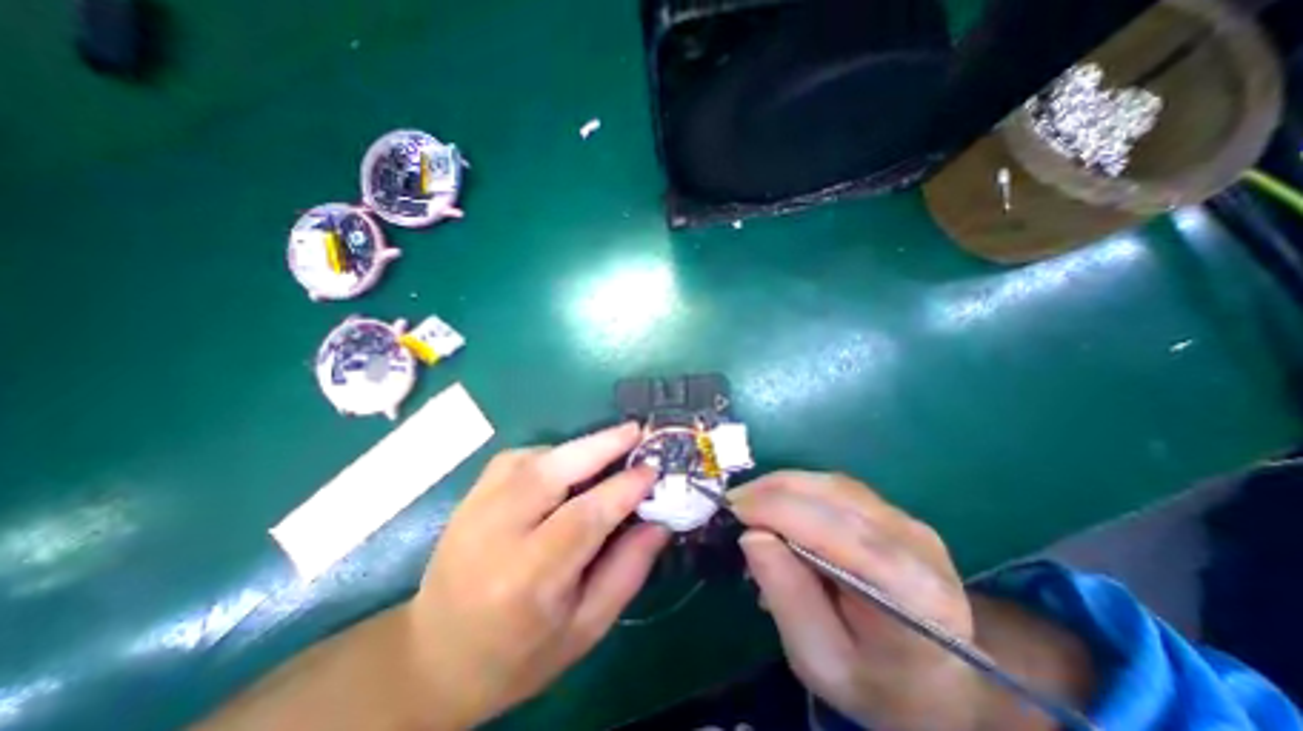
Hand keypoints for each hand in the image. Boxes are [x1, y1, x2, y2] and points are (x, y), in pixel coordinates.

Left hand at [410, 421, 671, 723]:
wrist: (434, 659)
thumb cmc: (520, 655)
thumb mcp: (586, 628)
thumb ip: (627, 570)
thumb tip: (659, 522)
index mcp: (527, 579)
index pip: (584, 516)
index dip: (623, 488)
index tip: (652, 470)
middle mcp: (496, 534)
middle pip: (553, 472)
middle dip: (601, 445)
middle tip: (635, 430)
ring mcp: (475, 508)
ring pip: (535, 458)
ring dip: (578, 447)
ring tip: (610, 447)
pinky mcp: (470, 495)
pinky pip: (517, 458)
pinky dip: (551, 453)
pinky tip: (567, 465)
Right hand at [730, 470, 976, 727]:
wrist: (937, 680)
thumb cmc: (875, 682)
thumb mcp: (820, 659)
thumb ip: (787, 595)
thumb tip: (752, 534)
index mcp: (911, 592)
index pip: (836, 531)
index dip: (777, 510)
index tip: (732, 509)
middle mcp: (916, 542)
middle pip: (833, 496)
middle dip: (773, 491)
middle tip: (734, 502)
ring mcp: (908, 521)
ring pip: (833, 484)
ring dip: (783, 485)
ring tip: (750, 501)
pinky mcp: (894, 513)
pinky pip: (837, 488)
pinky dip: (799, 489)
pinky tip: (778, 502)